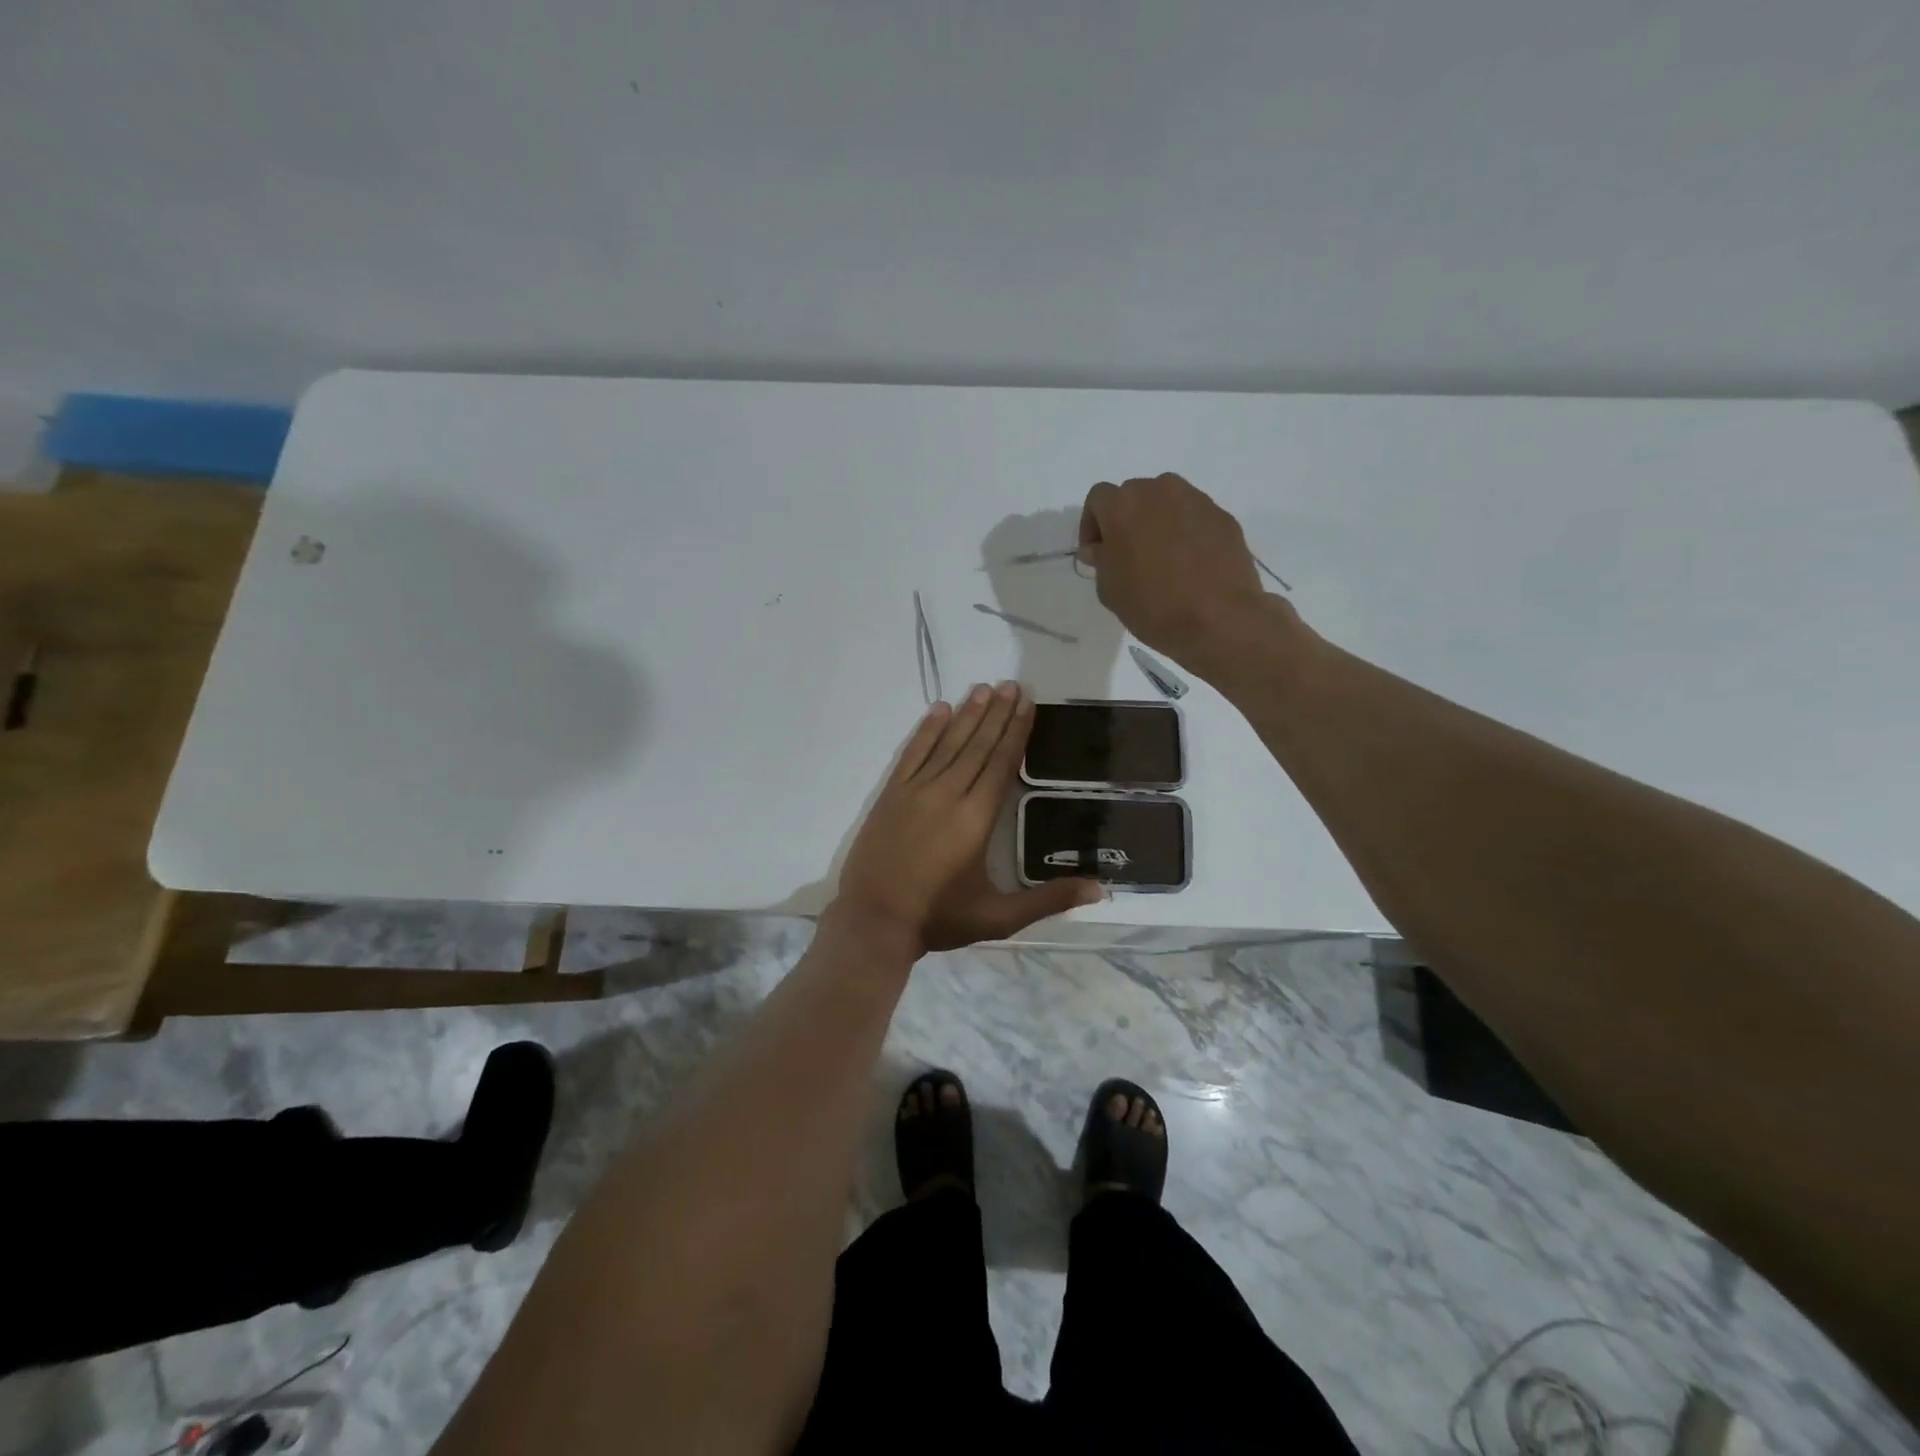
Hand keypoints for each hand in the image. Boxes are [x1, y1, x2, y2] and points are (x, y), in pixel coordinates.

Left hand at [835, 682, 1103, 956]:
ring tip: (984, 689)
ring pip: (947, 743)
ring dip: (967, 715)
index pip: (1001, 763)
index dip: (1016, 731)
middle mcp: (948, 794)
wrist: (873, 921)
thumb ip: (1049, 900)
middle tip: (1012, 683)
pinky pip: (912, 753)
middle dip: (997, 713)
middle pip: (977, 745)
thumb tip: (1100, 889)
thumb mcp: (999, 917)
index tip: (1027, 703)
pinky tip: (939, 710)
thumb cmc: (939, 918)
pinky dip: (926, 730)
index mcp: (976, 818)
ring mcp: (915, 791)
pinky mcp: (890, 795)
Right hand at [1078, 473, 1274, 670]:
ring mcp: (1196, 500)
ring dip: (1157, 523)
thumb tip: (1102, 549)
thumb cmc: (1152, 606)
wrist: (1218, 619)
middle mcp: (1159, 490)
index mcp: (1123, 505)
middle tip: (1128, 556)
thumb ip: (1101, 560)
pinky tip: (1190, 565)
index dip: (1092, 526)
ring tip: (1161, 558)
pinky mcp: (1222, 516)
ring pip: (1167, 503)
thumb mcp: (1109, 590)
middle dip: (1126, 521)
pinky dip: (1186, 533)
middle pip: (1134, 496)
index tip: (1096, 554)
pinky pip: (1194, 518)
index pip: (1098, 499)